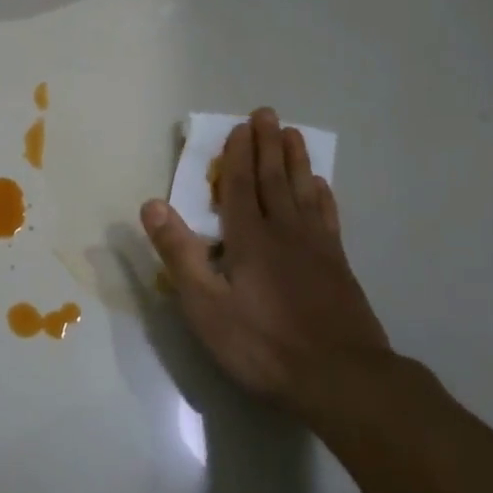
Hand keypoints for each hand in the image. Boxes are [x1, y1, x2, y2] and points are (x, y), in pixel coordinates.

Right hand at [141, 108, 391, 414]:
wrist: (341, 378)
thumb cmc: (263, 345)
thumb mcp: (206, 306)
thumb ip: (179, 254)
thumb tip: (152, 205)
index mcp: (249, 239)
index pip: (239, 186)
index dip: (237, 155)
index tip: (241, 126)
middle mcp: (284, 232)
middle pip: (274, 180)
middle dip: (267, 146)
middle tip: (268, 114)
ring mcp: (316, 248)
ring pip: (303, 192)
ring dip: (296, 162)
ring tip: (294, 135)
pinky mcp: (338, 266)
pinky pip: (327, 217)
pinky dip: (322, 197)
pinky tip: (322, 188)